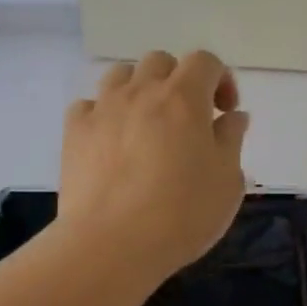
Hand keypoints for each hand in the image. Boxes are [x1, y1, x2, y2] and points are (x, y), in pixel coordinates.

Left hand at [60, 51, 249, 282]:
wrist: (112, 244)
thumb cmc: (182, 213)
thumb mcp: (227, 181)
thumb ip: (231, 140)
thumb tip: (232, 117)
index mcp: (184, 98)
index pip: (205, 61)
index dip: (220, 79)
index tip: (225, 113)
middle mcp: (141, 92)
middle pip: (160, 62)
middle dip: (178, 81)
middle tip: (187, 119)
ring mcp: (103, 109)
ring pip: (121, 75)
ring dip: (139, 90)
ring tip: (146, 124)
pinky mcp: (74, 133)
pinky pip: (89, 106)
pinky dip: (103, 115)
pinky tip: (111, 142)